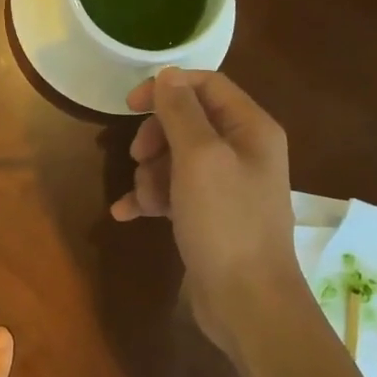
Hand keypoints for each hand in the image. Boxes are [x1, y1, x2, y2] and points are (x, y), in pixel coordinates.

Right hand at [110, 67, 305, 352]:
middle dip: (156, 139)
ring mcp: (226, 187)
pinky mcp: (209, 217)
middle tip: (137, 158)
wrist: (247, 301)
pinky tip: (125, 214)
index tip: (129, 106)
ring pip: (175, 160)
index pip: (207, 86)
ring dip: (150, 175)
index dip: (166, 89)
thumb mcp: (200, 158)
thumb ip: (181, 112)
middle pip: (188, 123)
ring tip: (144, 201)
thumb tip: (166, 75)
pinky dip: (150, 200)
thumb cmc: (226, 222)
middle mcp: (243, 152)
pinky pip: (173, 194)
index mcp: (251, 129)